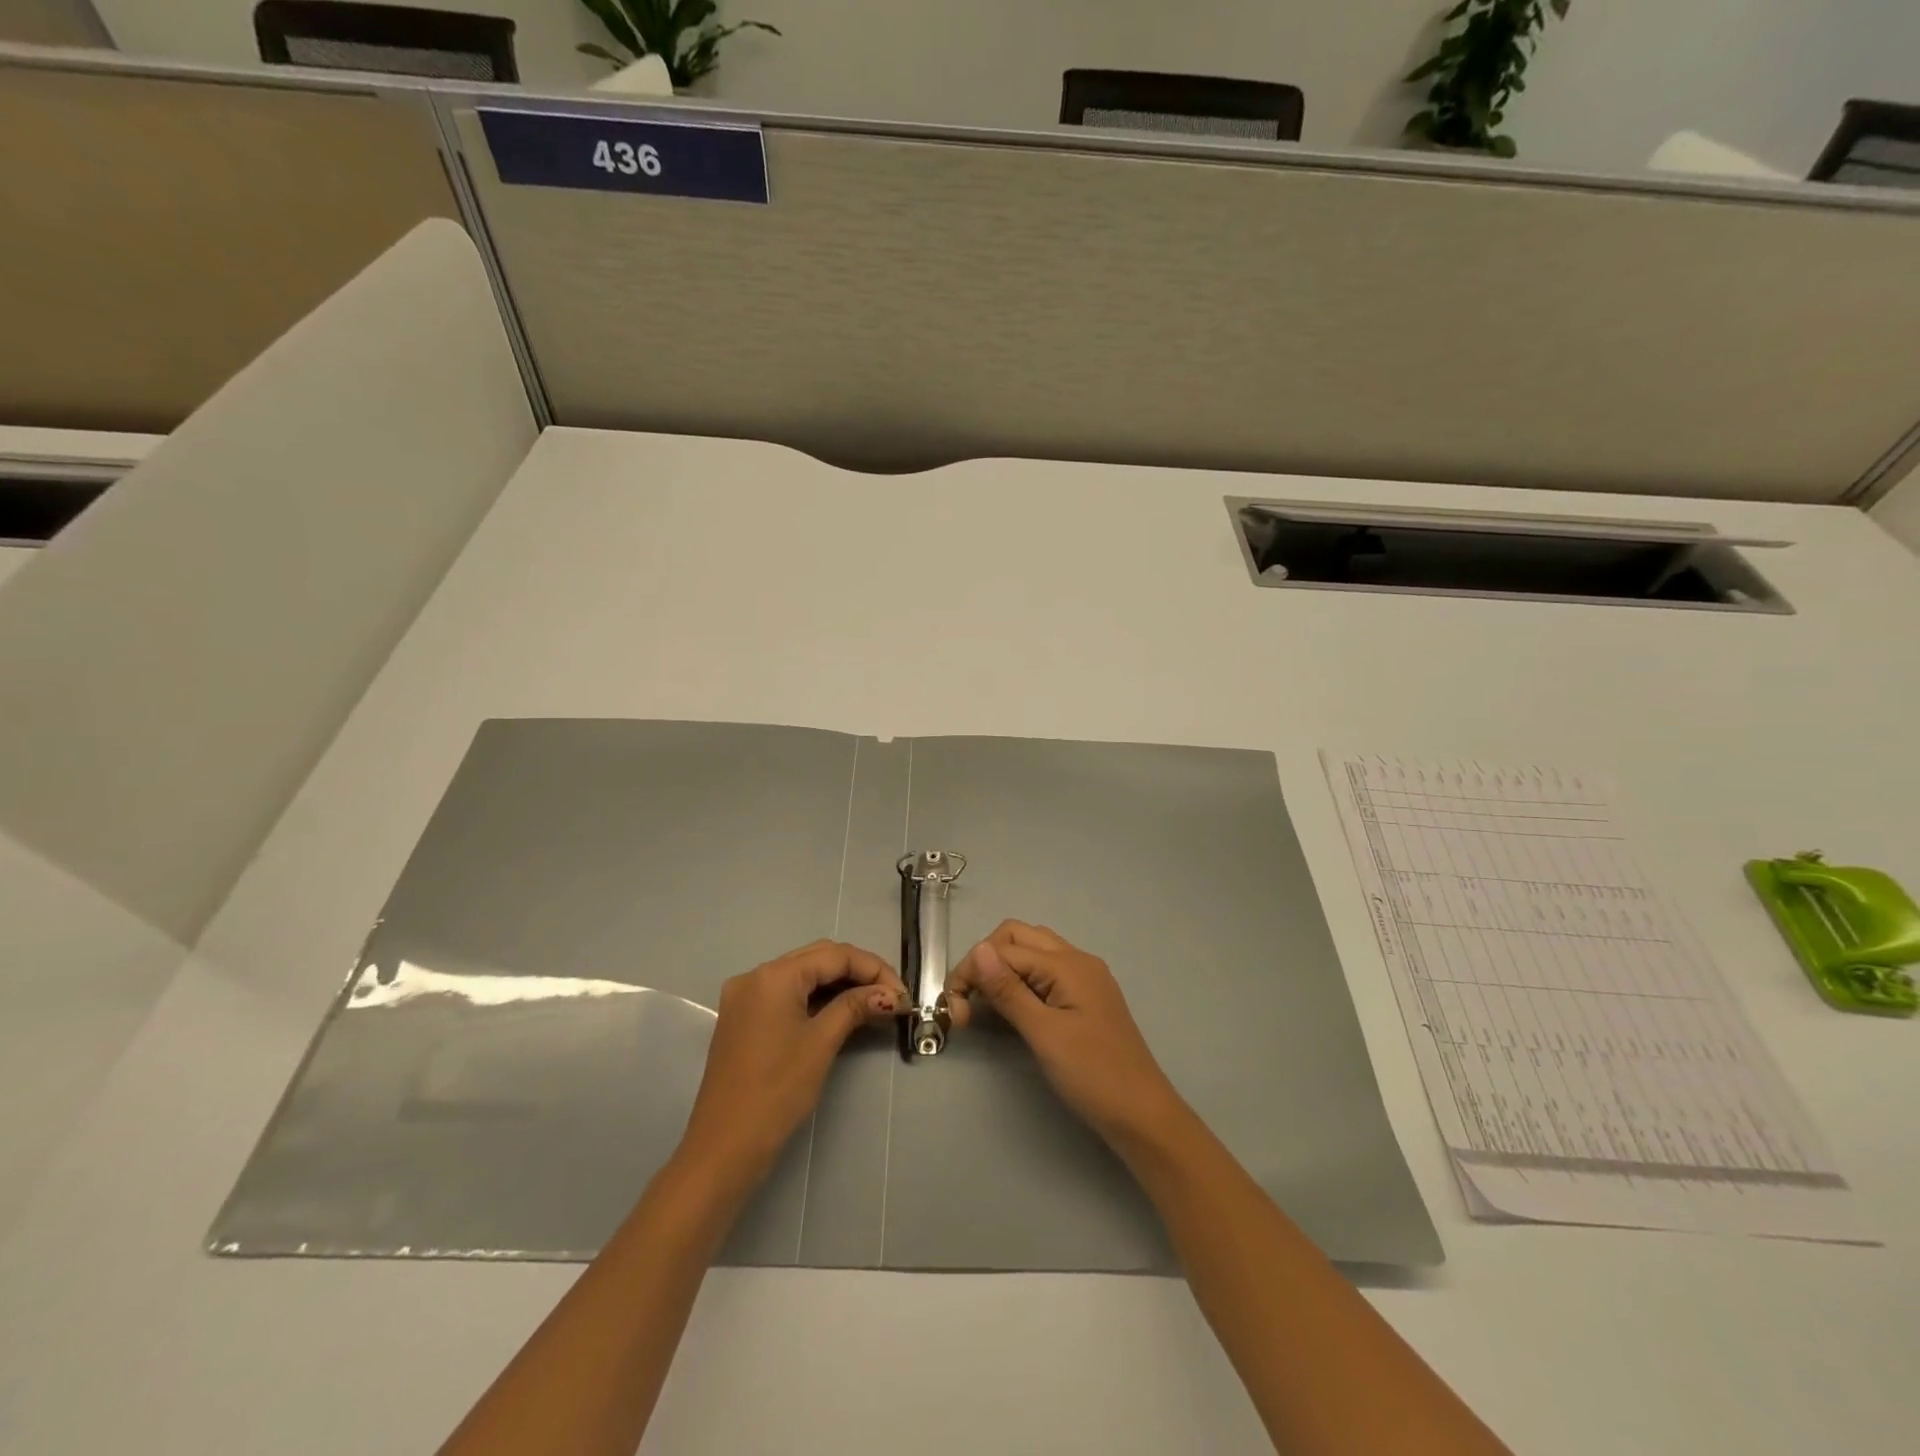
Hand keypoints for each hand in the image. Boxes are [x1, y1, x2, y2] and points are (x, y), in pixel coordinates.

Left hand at [678, 941, 905, 1188]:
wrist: (723, 1149)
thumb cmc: (776, 1091)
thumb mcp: (821, 1043)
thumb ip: (856, 1007)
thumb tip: (890, 995)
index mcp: (773, 975)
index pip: (835, 955)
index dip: (874, 970)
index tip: (903, 995)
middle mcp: (756, 976)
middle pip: (818, 959)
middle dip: (859, 973)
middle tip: (893, 997)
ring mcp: (746, 998)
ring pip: (804, 976)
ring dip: (840, 986)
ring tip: (875, 1005)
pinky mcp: (744, 1019)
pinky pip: (789, 995)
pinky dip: (818, 1000)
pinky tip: (844, 1013)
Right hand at [948, 921, 1187, 1152]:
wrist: (1143, 1116)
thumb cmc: (1093, 1075)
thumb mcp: (1044, 1034)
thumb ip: (1008, 990)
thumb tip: (978, 949)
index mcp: (1067, 964)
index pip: (1004, 948)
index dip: (972, 971)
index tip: (954, 1010)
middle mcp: (1076, 960)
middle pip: (1018, 937)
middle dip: (986, 961)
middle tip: (969, 1003)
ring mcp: (1084, 978)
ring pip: (1032, 953)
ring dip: (1003, 970)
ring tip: (985, 1007)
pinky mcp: (1085, 998)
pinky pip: (1045, 973)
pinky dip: (1021, 982)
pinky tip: (1012, 1010)